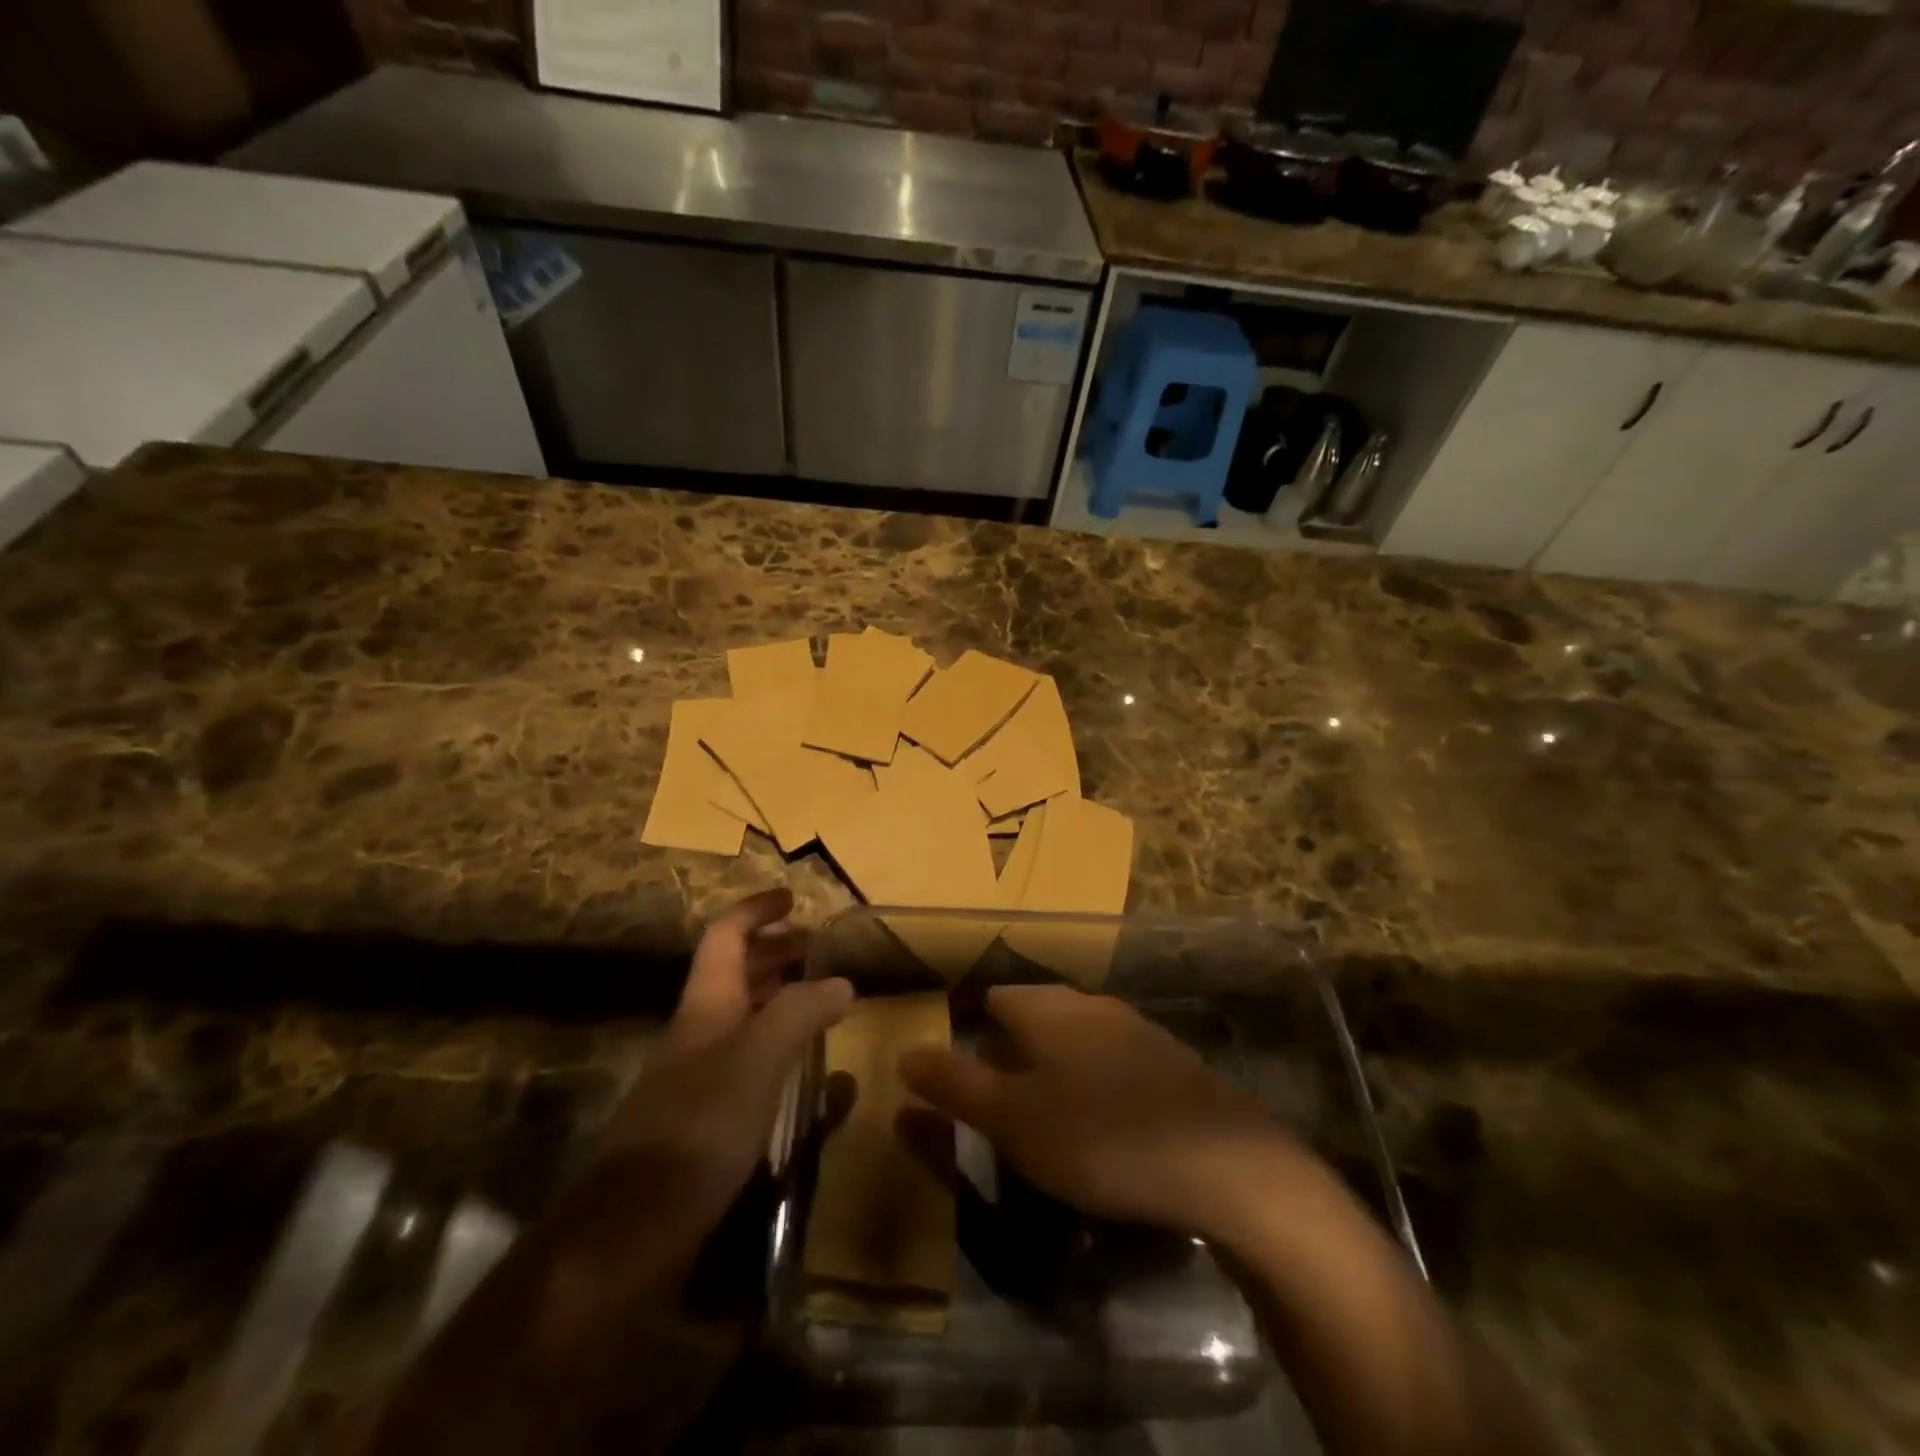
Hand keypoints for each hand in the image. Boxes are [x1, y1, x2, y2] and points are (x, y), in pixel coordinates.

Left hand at [601, 889, 851, 1205]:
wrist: (631, 1231)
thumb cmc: (698, 1127)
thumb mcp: (758, 1059)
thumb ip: (801, 1012)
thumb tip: (841, 983)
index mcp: (705, 1004)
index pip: (725, 935)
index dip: (755, 910)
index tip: (792, 899)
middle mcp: (698, 1032)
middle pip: (733, 974)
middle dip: (773, 953)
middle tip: (816, 951)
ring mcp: (698, 1078)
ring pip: (742, 1019)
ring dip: (778, 1000)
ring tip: (821, 1002)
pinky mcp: (704, 1121)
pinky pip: (747, 1066)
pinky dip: (778, 1053)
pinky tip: (807, 1076)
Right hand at [898, 984, 1299, 1239]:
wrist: (1221, 1162)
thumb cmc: (1098, 1135)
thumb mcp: (1012, 1119)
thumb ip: (955, 1084)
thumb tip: (905, 1053)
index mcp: (1047, 1009)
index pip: (994, 997)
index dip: (970, 1025)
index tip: (959, 1064)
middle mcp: (1089, 1004)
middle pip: (1036, 1011)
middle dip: (1011, 1044)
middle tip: (996, 1093)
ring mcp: (1136, 1028)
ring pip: (1077, 1033)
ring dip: (1055, 1060)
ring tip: (1043, 1107)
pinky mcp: (1170, 1060)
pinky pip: (1114, 1058)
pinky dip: (1095, 1078)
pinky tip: (1102, 1118)